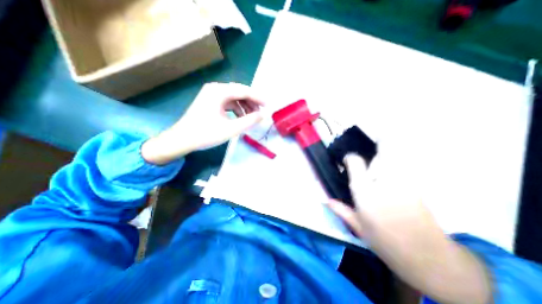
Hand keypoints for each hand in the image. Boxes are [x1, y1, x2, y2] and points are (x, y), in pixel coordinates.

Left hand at [142, 82, 265, 164]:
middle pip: (239, 92)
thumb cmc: (206, 134)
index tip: (268, 106)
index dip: (258, 98)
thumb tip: (262, 115)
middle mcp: (215, 89)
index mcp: (219, 92)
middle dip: (252, 102)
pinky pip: (228, 102)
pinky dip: (236, 109)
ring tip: (252, 117)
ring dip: (245, 106)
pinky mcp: (210, 101)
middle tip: (260, 113)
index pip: (244, 91)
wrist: (182, 139)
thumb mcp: (231, 129)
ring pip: (234, 97)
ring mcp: (211, 94)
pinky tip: (241, 118)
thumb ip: (249, 121)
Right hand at [326, 155, 491, 303]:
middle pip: (383, 150)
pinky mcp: (416, 184)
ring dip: (391, 147)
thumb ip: (341, 210)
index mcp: (365, 192)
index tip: (347, 161)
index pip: (355, 162)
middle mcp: (383, 181)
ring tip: (384, 146)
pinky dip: (400, 158)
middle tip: (372, 143)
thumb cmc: (386, 242)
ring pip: (399, 153)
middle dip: (378, 143)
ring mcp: (404, 181)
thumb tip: (325, 200)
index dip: (350, 158)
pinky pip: (406, 163)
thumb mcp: (358, 227)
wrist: (429, 258)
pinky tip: (393, 166)